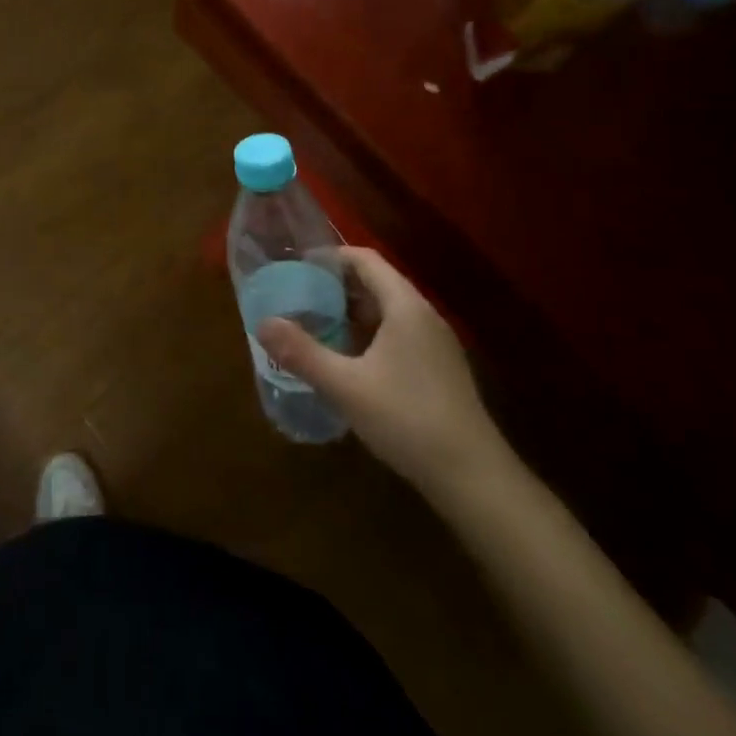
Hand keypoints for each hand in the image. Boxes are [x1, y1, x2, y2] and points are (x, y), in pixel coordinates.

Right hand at [259, 248, 512, 502]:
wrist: (473, 477)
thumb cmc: (407, 419)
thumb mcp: (345, 386)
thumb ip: (302, 352)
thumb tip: (262, 324)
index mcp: (405, 306)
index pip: (365, 259)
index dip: (330, 257)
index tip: (296, 266)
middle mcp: (423, 315)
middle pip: (376, 282)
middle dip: (335, 286)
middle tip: (298, 297)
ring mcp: (435, 343)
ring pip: (387, 311)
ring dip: (351, 313)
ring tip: (314, 325)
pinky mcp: (439, 369)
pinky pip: (397, 335)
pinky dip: (368, 335)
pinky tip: (347, 361)